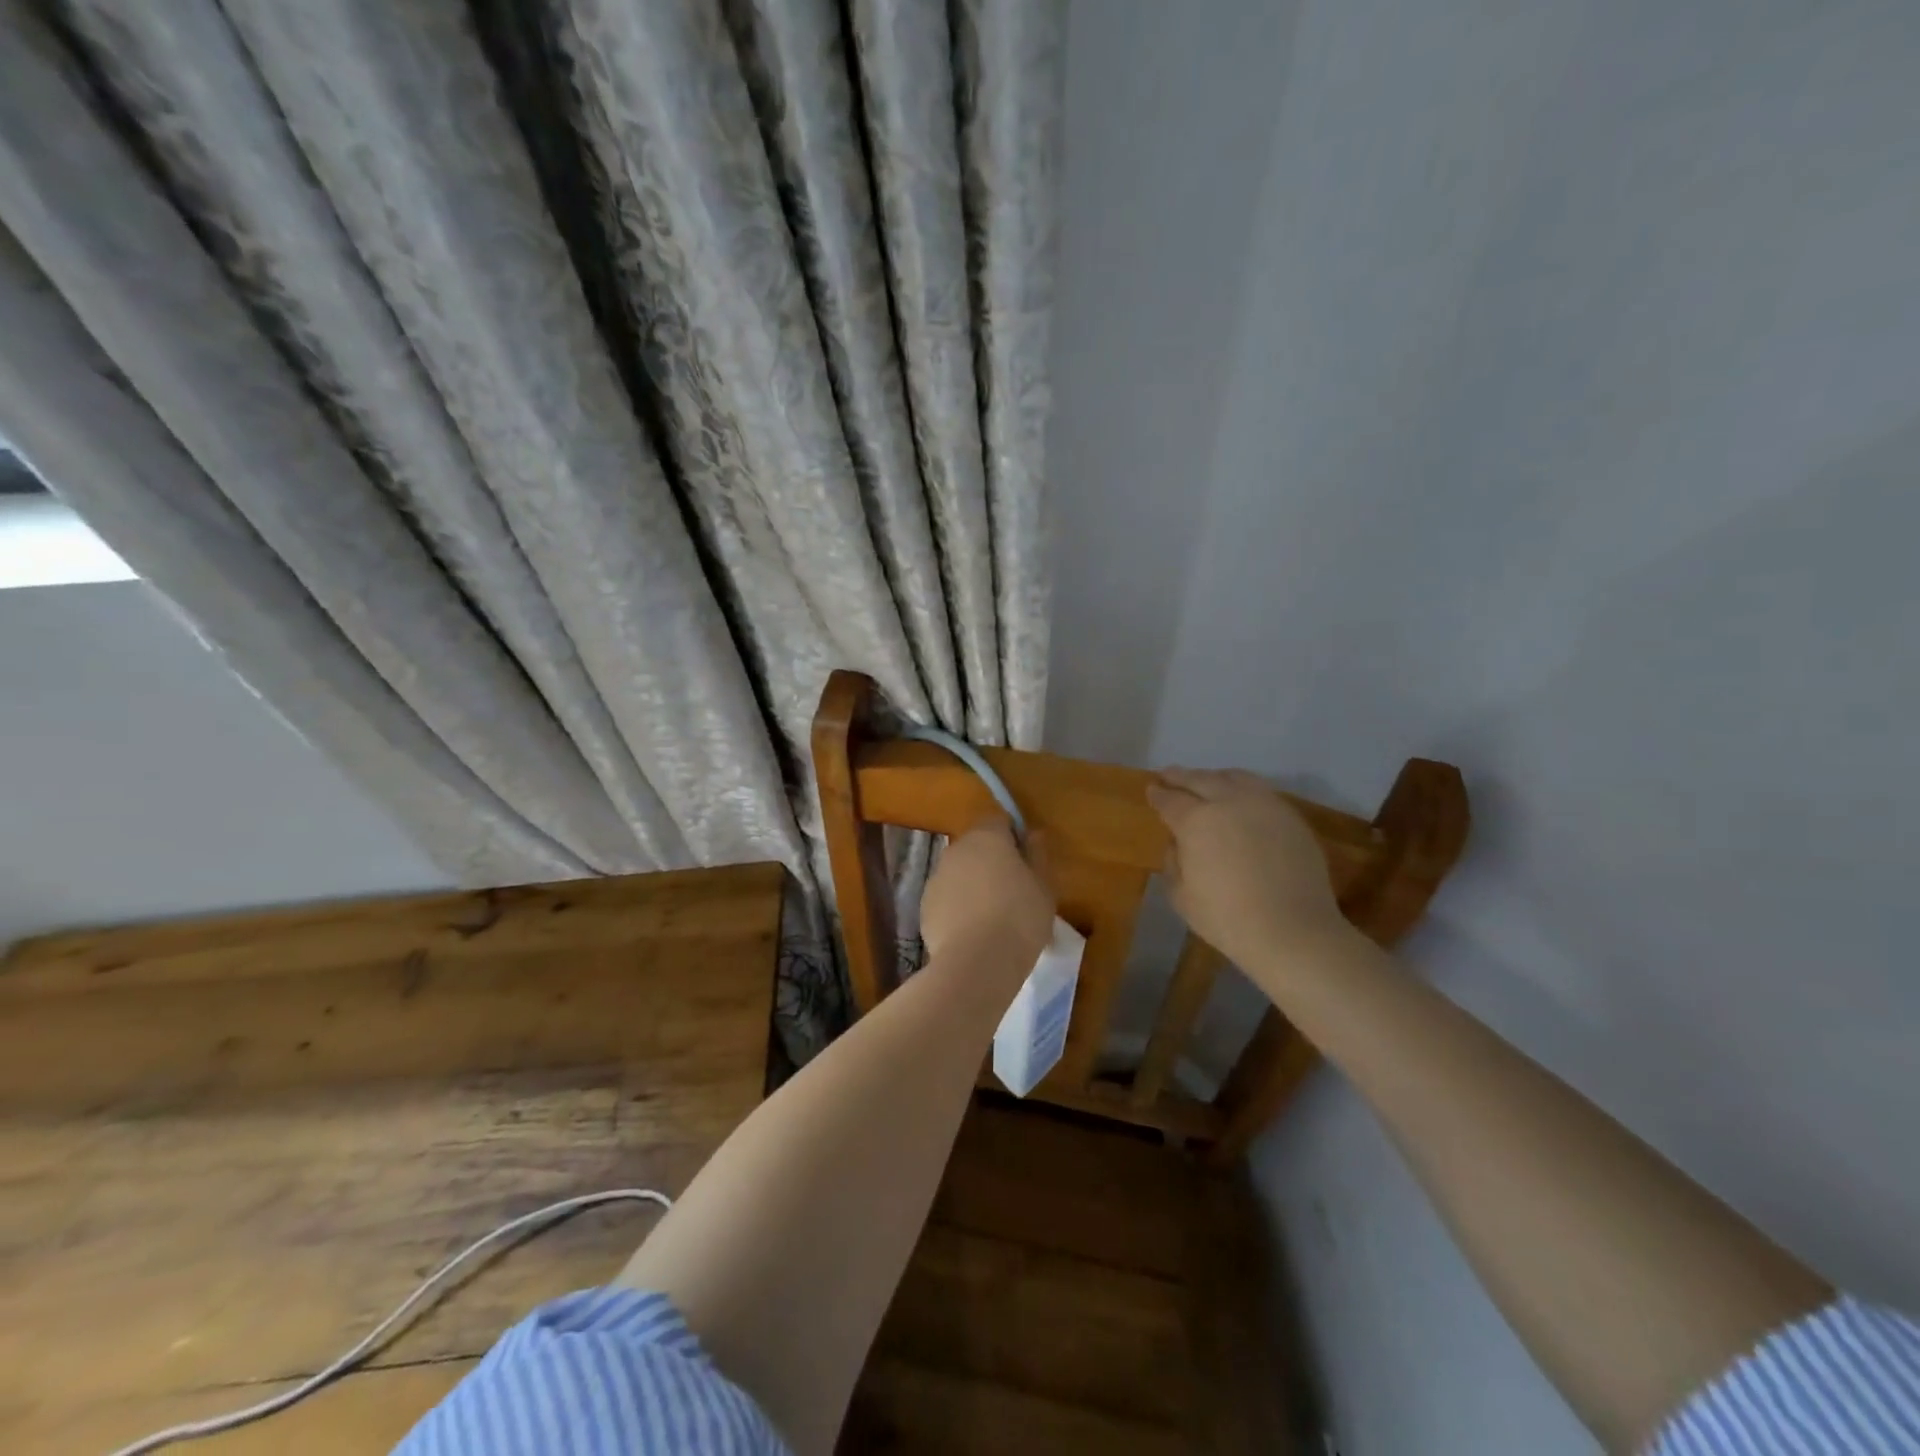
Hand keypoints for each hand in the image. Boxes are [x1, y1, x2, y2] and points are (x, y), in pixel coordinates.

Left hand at [920, 815, 1054, 965]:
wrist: (977, 962)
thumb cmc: (1020, 917)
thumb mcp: (1044, 887)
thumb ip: (1037, 856)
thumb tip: (1034, 834)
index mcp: (987, 837)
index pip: (998, 821)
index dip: (1012, 837)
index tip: (1025, 862)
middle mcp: (956, 849)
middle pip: (976, 846)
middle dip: (992, 862)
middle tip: (1013, 891)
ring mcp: (936, 878)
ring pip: (959, 873)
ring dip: (973, 885)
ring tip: (993, 917)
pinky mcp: (925, 907)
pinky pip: (947, 899)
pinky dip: (958, 908)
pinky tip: (973, 933)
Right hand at [1146, 768, 1350, 968]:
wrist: (1293, 930)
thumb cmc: (1227, 918)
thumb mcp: (1181, 896)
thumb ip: (1173, 862)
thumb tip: (1178, 843)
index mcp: (1195, 821)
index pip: (1170, 800)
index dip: (1158, 794)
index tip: (1151, 790)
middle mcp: (1228, 802)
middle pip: (1200, 779)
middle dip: (1180, 776)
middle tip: (1169, 774)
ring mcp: (1263, 805)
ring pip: (1233, 778)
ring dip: (1213, 776)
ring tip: (1205, 780)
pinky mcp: (1290, 816)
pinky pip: (1260, 791)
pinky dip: (1243, 787)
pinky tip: (1240, 797)